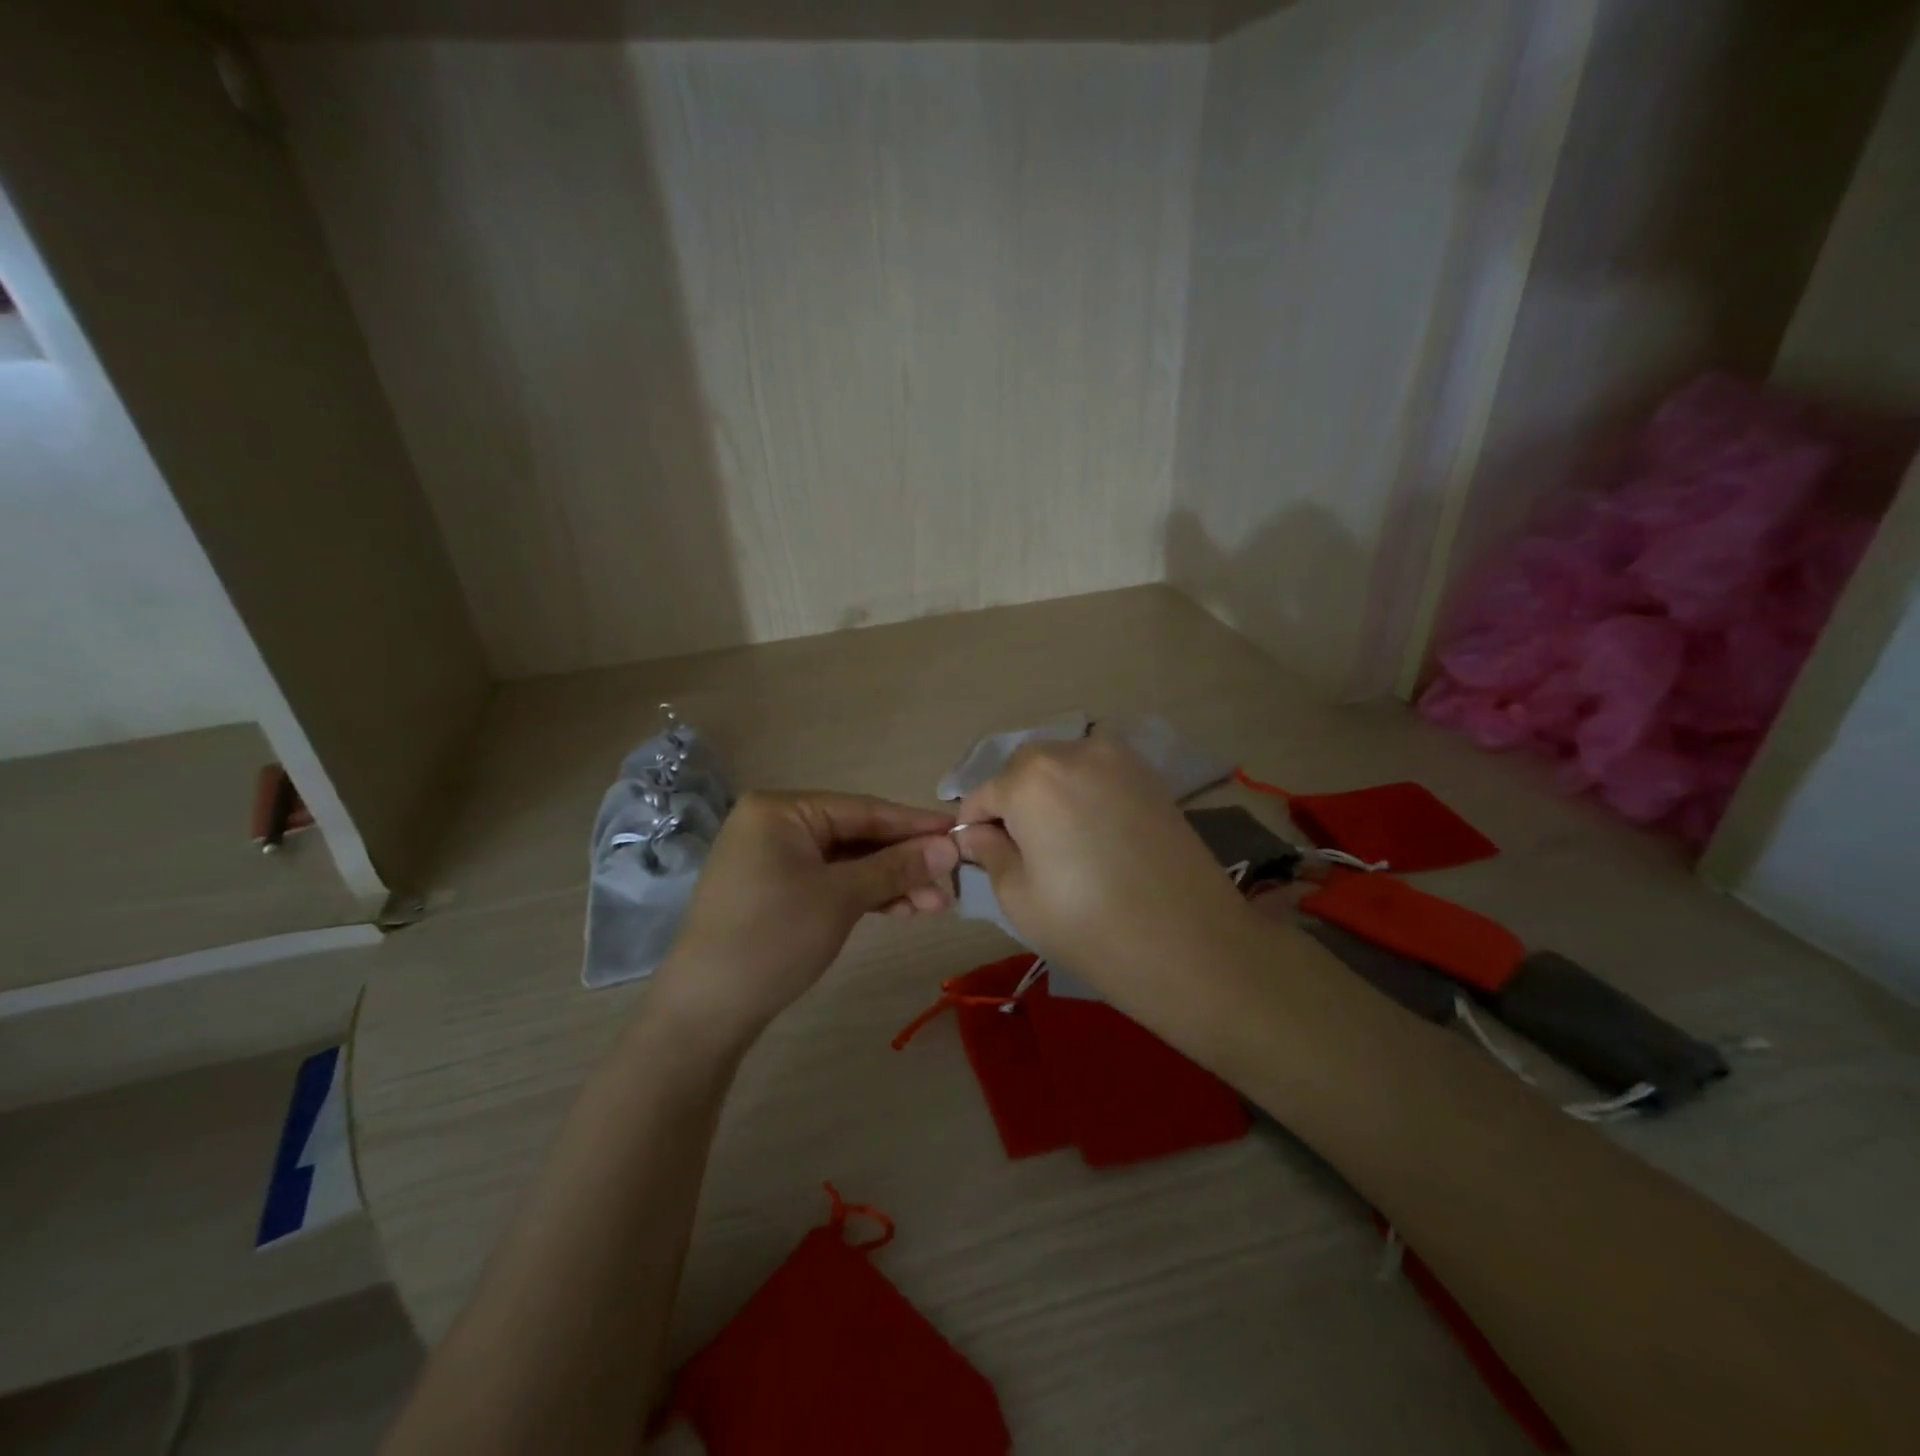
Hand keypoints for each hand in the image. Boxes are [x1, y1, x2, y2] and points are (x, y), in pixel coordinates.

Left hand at [650, 791, 959, 1050]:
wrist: (706, 1011)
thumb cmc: (773, 938)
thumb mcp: (841, 898)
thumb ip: (897, 867)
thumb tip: (950, 846)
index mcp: (781, 810)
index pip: (863, 809)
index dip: (914, 823)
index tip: (960, 830)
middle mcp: (775, 824)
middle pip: (857, 836)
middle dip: (905, 861)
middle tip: (952, 881)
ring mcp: (773, 859)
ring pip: (847, 863)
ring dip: (890, 883)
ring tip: (937, 905)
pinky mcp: (775, 890)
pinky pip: (830, 882)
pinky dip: (864, 896)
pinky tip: (902, 910)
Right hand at [953, 735, 1246, 990]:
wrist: (1189, 943)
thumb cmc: (1089, 925)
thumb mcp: (1018, 897)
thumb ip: (989, 852)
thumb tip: (977, 833)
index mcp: (1030, 778)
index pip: (982, 795)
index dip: (975, 828)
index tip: (980, 858)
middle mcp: (1071, 751)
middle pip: (1022, 771)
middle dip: (1012, 802)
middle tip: (1023, 852)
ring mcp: (1116, 758)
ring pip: (1061, 766)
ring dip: (1049, 793)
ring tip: (1061, 843)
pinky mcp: (1148, 774)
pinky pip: (1097, 772)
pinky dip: (1084, 792)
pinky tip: (1095, 834)